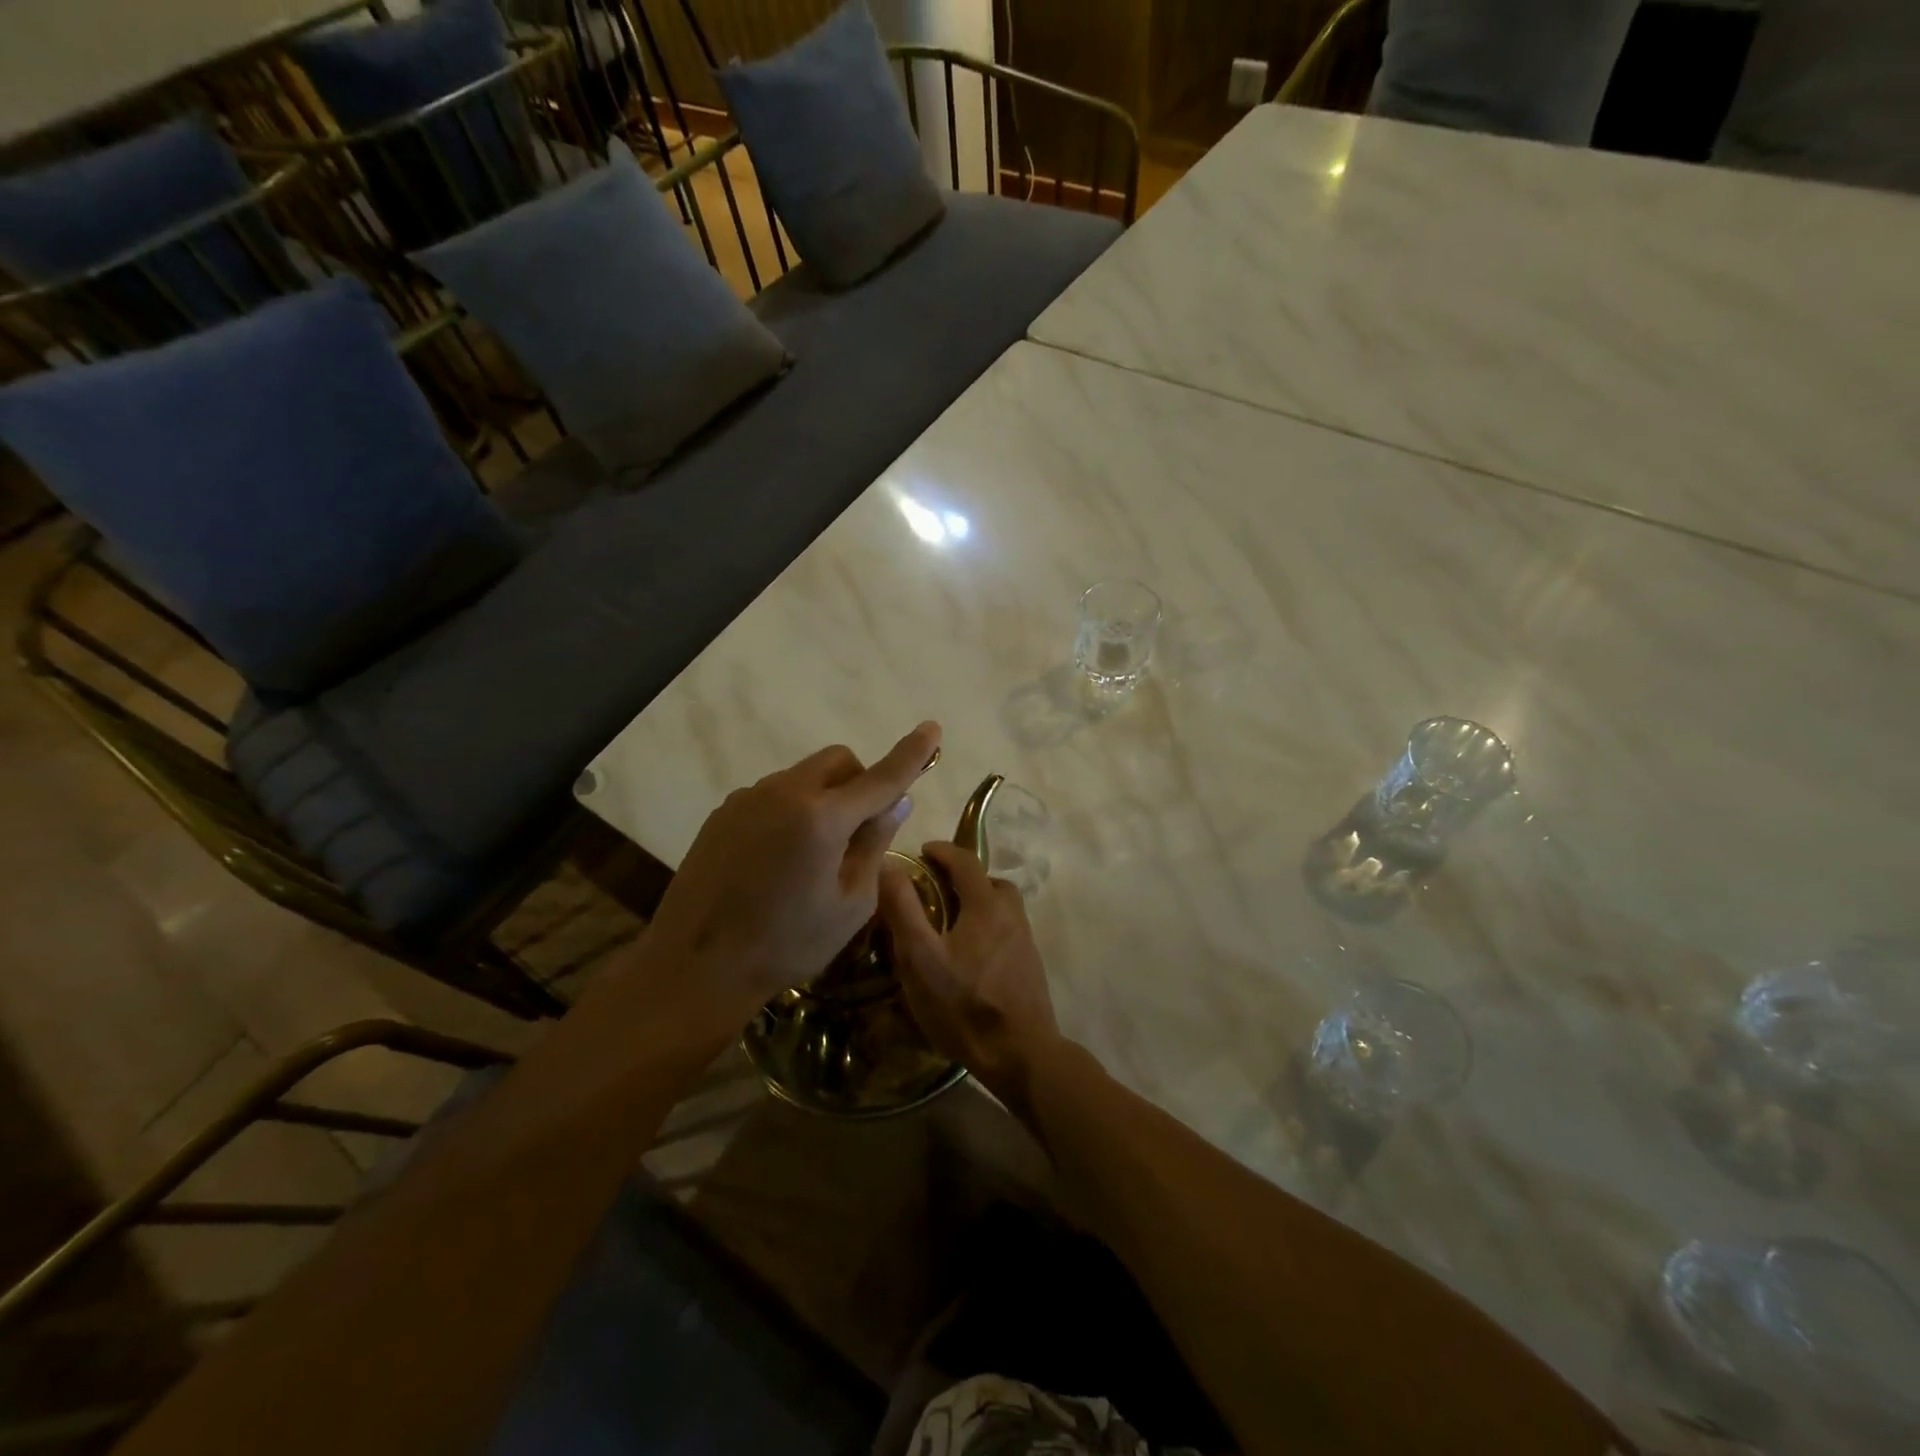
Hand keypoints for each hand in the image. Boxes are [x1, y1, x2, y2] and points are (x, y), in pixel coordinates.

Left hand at [643, 722, 941, 1022]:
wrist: (696, 965)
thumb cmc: (786, 943)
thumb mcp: (851, 904)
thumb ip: (875, 844)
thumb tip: (896, 801)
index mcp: (822, 817)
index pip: (881, 777)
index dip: (912, 753)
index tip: (933, 729)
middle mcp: (784, 792)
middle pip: (838, 761)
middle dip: (860, 782)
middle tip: (861, 829)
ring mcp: (748, 798)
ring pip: (803, 777)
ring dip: (824, 798)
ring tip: (813, 855)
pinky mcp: (724, 812)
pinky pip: (774, 795)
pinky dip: (793, 810)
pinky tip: (778, 859)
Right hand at [880, 841, 1060, 1116]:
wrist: (1021, 1054)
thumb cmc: (964, 1004)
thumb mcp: (920, 957)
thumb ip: (903, 909)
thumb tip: (888, 864)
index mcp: (987, 905)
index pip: (966, 861)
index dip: (943, 851)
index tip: (923, 851)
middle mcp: (1012, 915)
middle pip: (990, 882)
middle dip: (963, 877)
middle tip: (935, 889)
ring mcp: (1025, 942)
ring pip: (1001, 907)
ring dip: (977, 903)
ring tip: (949, 923)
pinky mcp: (1030, 966)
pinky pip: (1006, 930)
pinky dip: (986, 927)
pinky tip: (969, 955)